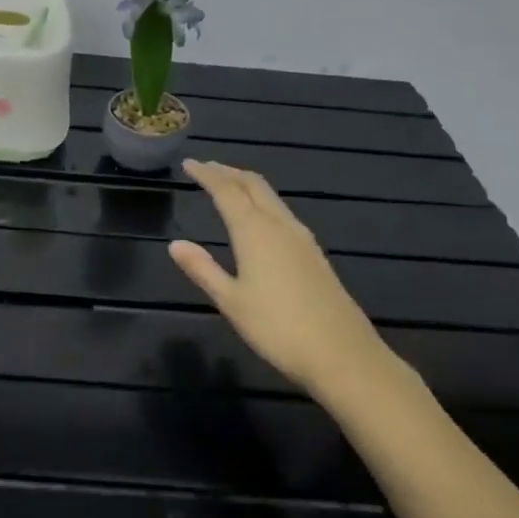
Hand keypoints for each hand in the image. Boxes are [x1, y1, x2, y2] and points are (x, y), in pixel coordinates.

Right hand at [168, 159, 396, 393]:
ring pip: (271, 198)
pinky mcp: (314, 254)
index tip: (188, 163)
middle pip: (253, 185)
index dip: (206, 174)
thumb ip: (203, 269)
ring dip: (247, 185)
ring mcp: (302, 239)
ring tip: (228, 185)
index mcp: (255, 232)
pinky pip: (282, 213)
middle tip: (206, 167)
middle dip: (228, 172)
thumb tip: (176, 244)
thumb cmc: (278, 329)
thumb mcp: (231, 301)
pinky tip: (259, 218)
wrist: (342, 355)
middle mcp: (280, 226)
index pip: (227, 191)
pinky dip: (262, 202)